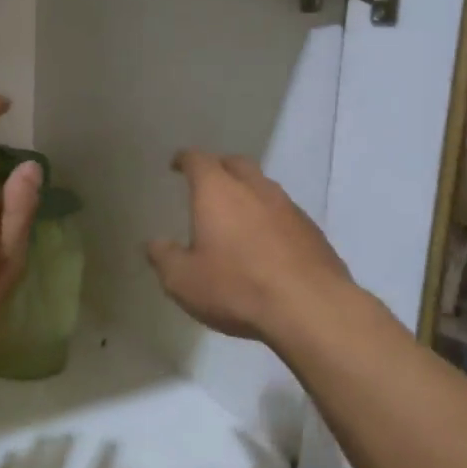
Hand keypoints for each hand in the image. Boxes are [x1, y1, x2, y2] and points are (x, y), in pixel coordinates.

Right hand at [145, 150, 352, 343]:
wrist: (309, 307)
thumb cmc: (237, 287)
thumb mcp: (184, 281)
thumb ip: (164, 258)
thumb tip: (155, 244)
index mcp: (218, 192)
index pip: (199, 160)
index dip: (185, 159)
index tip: (177, 164)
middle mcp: (255, 188)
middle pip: (235, 164)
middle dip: (219, 167)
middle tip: (207, 183)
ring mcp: (288, 207)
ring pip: (263, 186)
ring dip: (248, 192)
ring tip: (236, 213)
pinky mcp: (312, 229)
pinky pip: (284, 212)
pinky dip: (270, 217)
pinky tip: (266, 242)